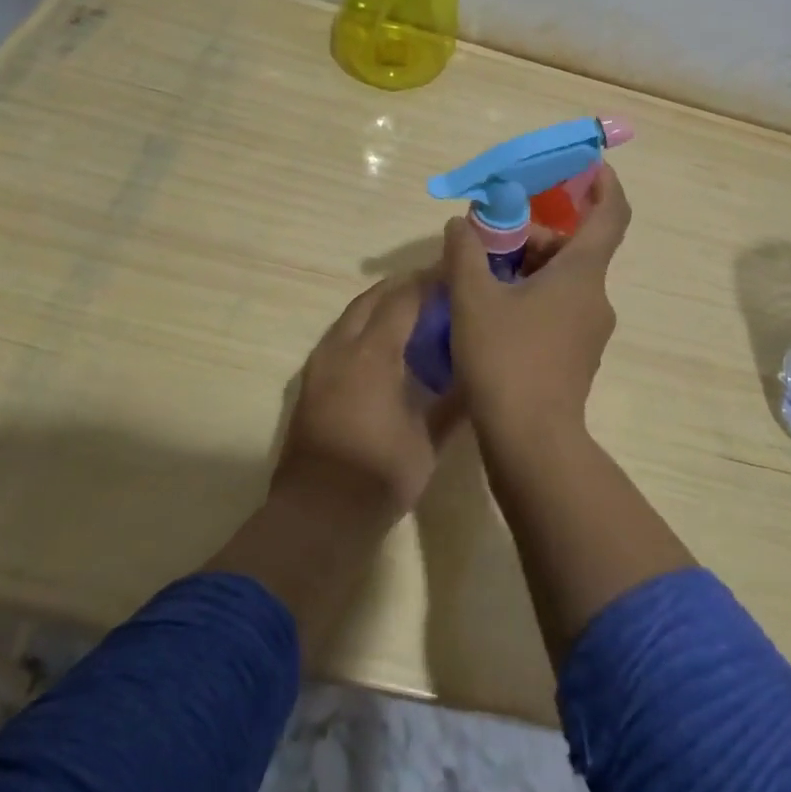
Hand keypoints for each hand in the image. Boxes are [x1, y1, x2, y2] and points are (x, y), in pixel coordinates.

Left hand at [272, 274, 458, 525]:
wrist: (318, 516)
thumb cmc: (380, 473)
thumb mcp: (429, 439)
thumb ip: (455, 401)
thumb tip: (480, 373)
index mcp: (373, 353)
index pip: (404, 298)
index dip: (431, 281)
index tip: (456, 275)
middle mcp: (341, 348)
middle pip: (373, 298)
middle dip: (403, 286)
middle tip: (436, 288)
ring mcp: (320, 365)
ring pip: (352, 316)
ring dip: (381, 305)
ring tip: (413, 311)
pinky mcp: (310, 383)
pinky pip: (340, 337)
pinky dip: (364, 328)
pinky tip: (384, 346)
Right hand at [440, 163, 631, 447]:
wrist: (532, 445)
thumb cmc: (506, 361)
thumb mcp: (474, 299)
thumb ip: (465, 253)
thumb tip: (461, 225)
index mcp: (582, 274)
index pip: (611, 214)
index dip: (603, 183)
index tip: (584, 164)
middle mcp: (595, 298)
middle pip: (574, 248)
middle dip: (535, 234)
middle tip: (489, 237)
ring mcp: (589, 331)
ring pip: (563, 281)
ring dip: (528, 268)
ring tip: (480, 278)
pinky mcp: (576, 358)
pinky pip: (558, 309)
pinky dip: (531, 297)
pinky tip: (492, 313)